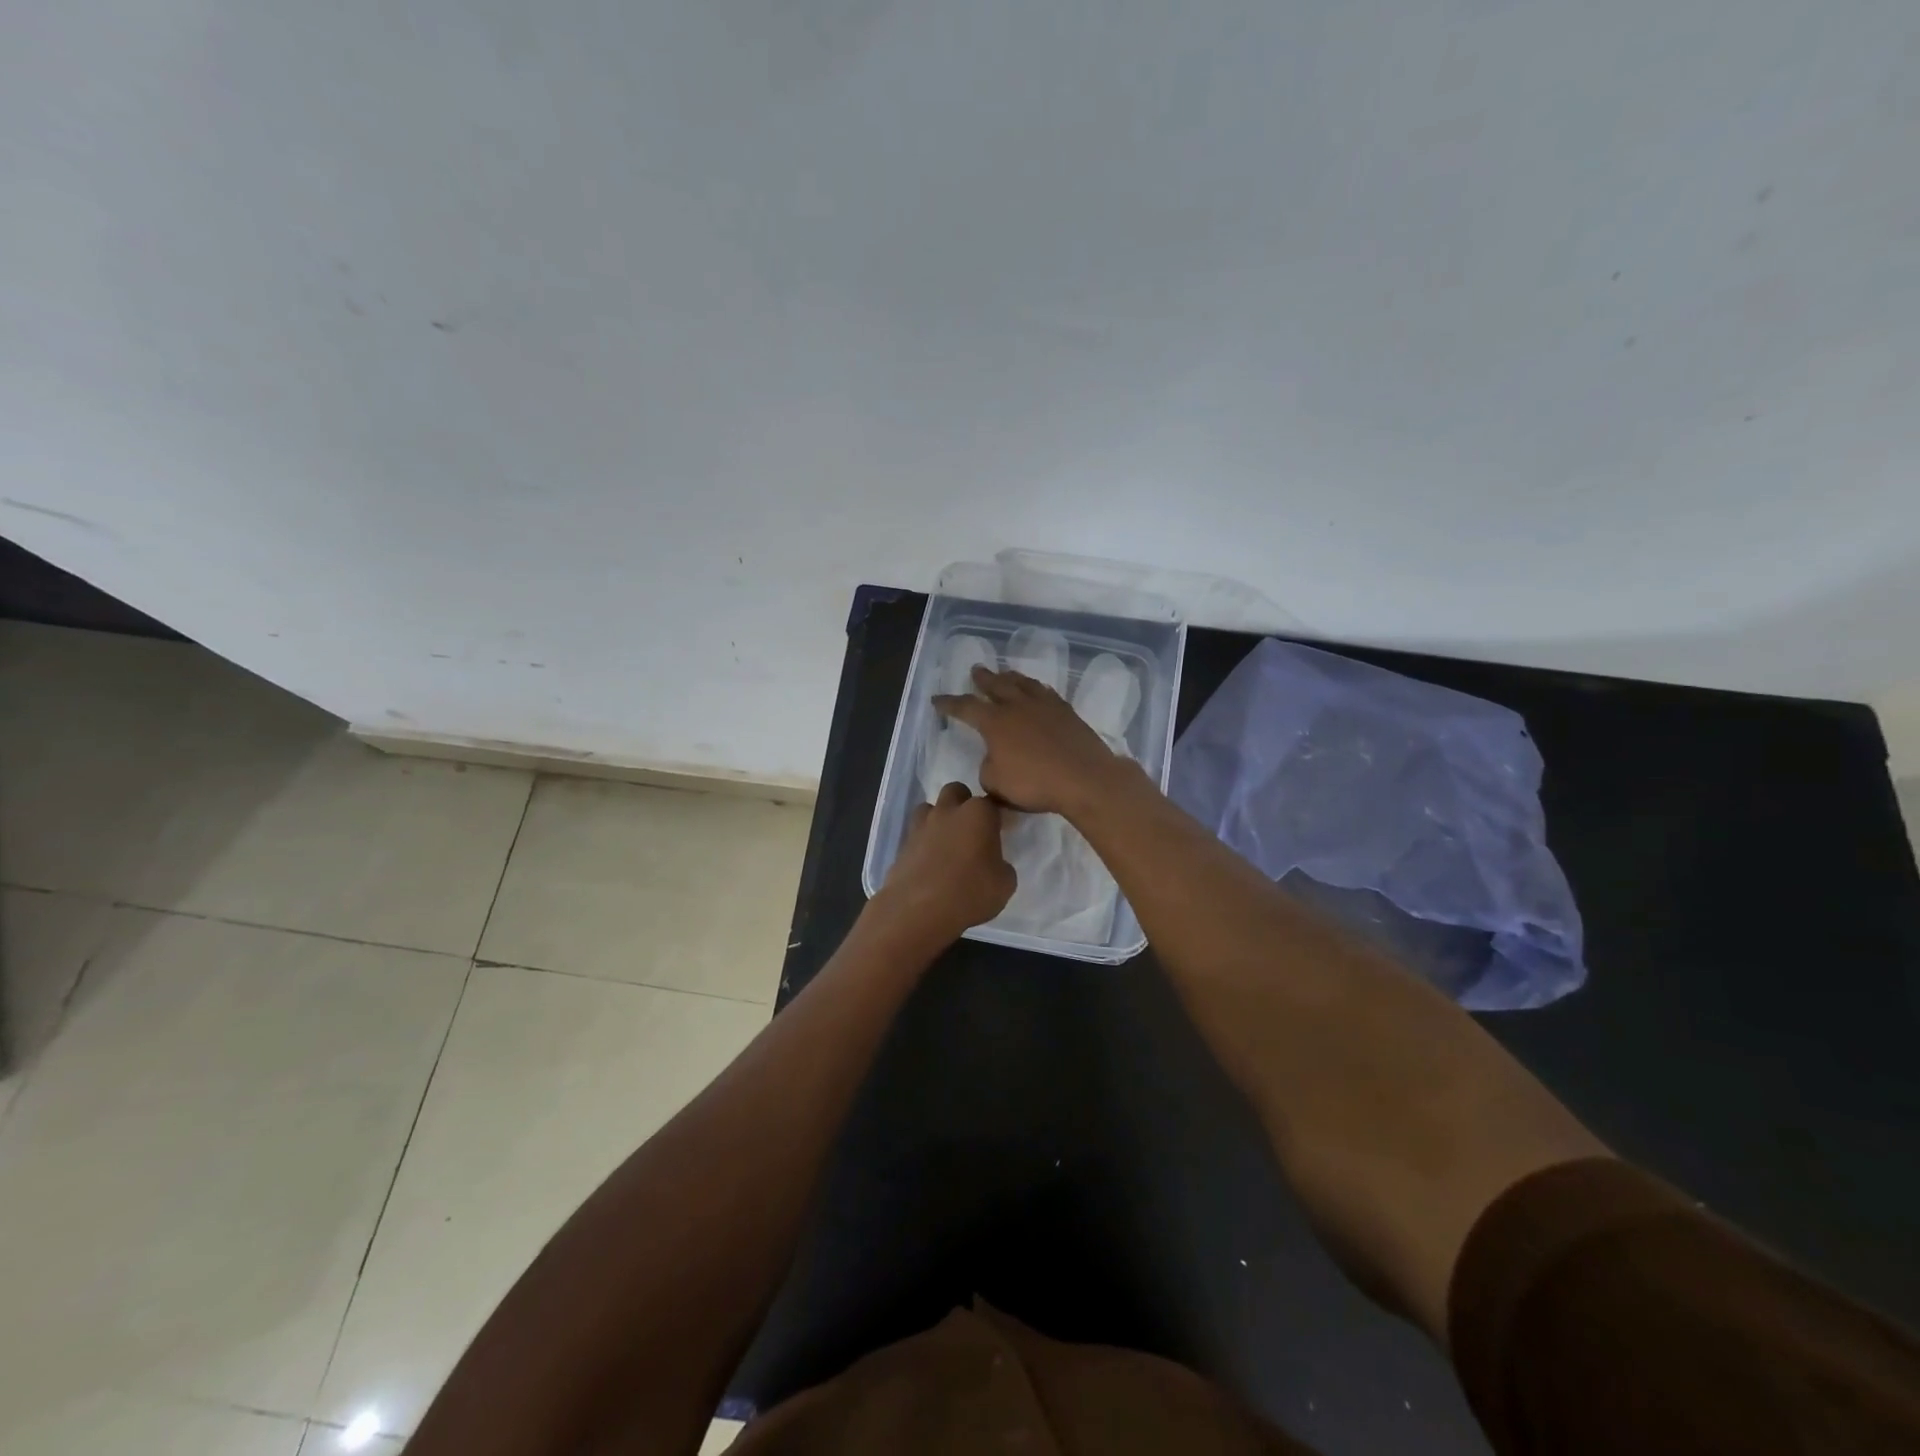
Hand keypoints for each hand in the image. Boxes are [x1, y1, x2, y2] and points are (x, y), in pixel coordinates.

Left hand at [874, 782, 1016, 945]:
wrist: (918, 911)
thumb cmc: (969, 894)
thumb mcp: (1005, 884)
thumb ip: (1002, 865)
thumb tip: (993, 863)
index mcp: (978, 814)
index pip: (992, 802)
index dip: (996, 816)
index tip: (999, 832)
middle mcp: (948, 811)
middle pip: (956, 792)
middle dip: (963, 803)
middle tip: (971, 831)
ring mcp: (921, 825)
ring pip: (929, 808)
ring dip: (938, 819)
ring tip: (946, 844)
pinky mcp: (902, 844)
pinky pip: (916, 834)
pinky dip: (923, 842)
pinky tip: (929, 863)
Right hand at [934, 666, 1132, 816]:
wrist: (1084, 778)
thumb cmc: (1034, 783)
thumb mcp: (996, 784)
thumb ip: (988, 768)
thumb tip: (993, 759)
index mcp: (994, 722)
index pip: (965, 707)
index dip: (949, 703)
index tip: (937, 699)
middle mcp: (1017, 706)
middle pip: (996, 685)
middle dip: (983, 678)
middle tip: (975, 670)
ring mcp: (1044, 706)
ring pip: (1023, 684)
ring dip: (1010, 677)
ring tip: (1004, 673)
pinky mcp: (1066, 712)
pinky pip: (1046, 693)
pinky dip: (1036, 689)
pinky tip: (1037, 690)